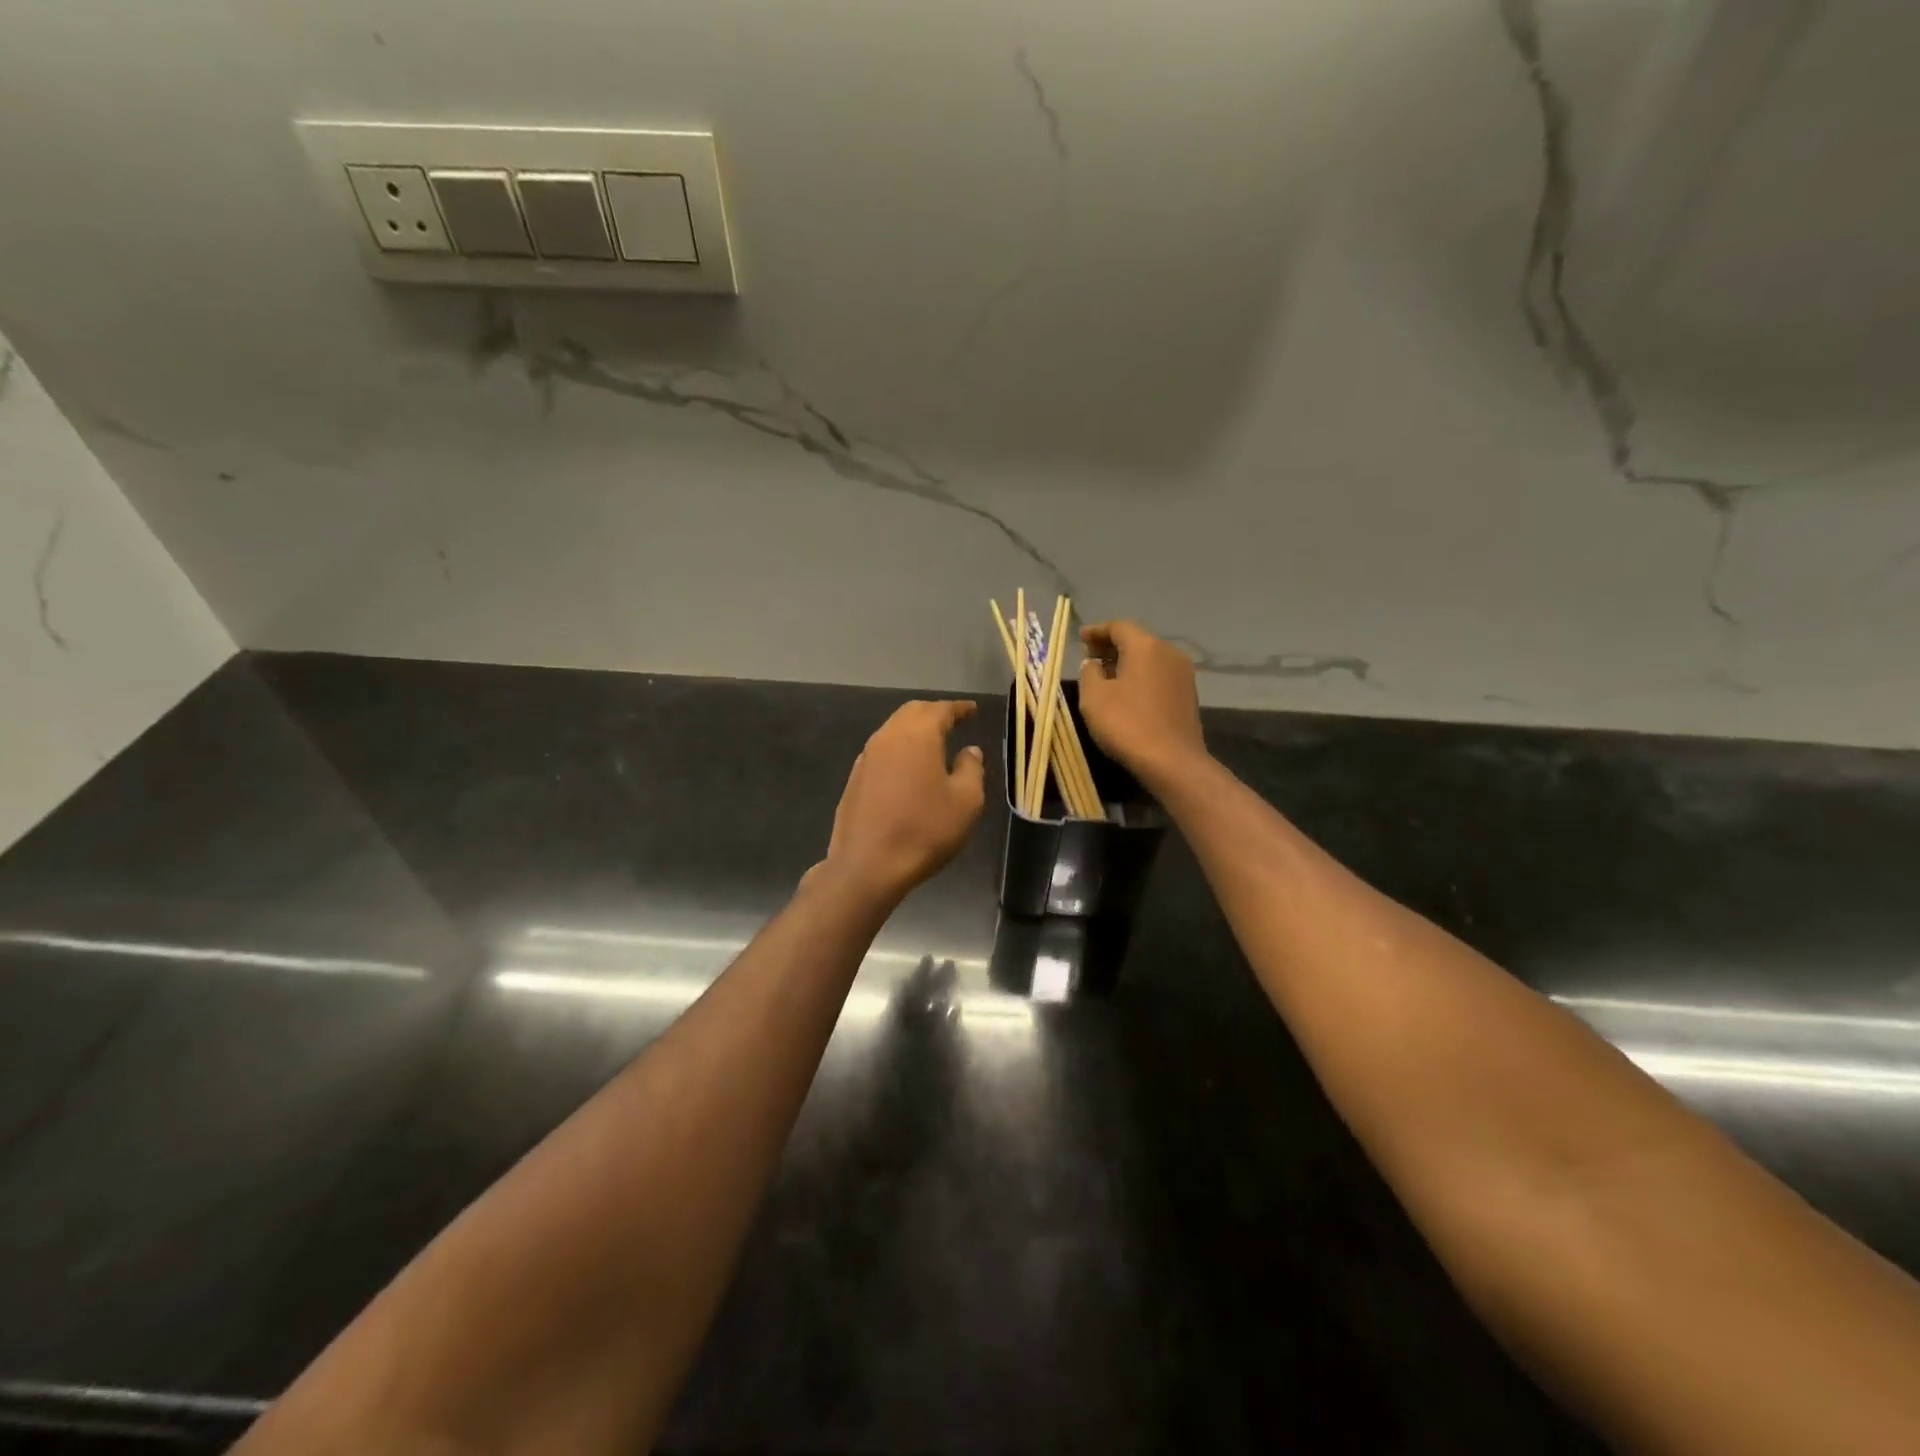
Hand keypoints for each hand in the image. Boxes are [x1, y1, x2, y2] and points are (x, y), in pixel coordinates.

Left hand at [821, 700, 986, 902]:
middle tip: (953, 720)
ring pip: (893, 730)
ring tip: (933, 742)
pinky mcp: (855, 779)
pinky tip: (908, 767)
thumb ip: (971, 769)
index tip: (972, 710)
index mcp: (918, 736)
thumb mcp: (966, 802)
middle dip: (934, 713)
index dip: (959, 709)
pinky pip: (881, 751)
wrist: (868, 866)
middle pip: (912, 712)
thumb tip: (969, 751)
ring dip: (914, 730)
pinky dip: (899, 749)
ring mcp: (866, 758)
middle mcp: (888, 737)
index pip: (941, 710)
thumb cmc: (925, 830)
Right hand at [1077, 621, 1207, 786]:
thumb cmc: (1127, 724)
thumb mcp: (1094, 697)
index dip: (1097, 631)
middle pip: (1136, 640)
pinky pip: (1159, 674)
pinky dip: (1141, 676)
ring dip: (1127, 662)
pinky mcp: (1188, 694)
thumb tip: (1093, 664)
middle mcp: (1168, 652)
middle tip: (1090, 656)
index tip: (1080, 638)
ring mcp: (1182, 673)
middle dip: (1112, 645)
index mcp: (1145, 646)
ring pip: (1149, 658)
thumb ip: (1089, 672)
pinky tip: (1127, 692)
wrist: (1172, 761)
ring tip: (1106, 675)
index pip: (1118, 627)